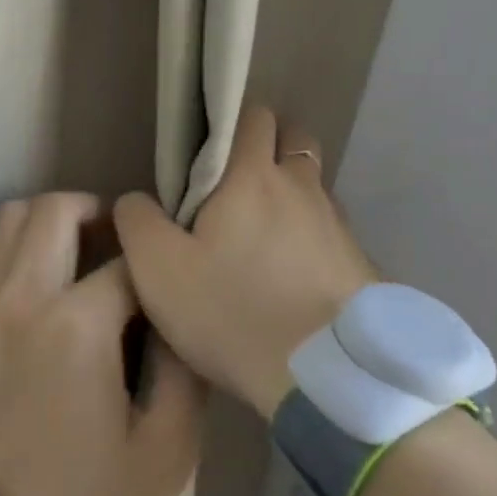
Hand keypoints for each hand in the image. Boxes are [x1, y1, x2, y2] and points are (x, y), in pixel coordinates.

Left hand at [0, 193, 204, 495]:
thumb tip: (181, 317)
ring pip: (8, 217)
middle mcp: (23, 296)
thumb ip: (185, 375)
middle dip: (96, 213)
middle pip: (58, 209)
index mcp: (79, 326)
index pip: (127, 260)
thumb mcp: (165, 455)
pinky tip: (15, 275)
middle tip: (112, 241)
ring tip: (65, 251)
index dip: (153, 261)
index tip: (160, 276)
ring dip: (44, 222)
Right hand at [112, 106, 379, 419]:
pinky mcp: (361, 264)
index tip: (203, 150)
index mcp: (254, 177)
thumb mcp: (157, 270)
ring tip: (260, 234)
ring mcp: (339, 225)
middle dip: (267, 146)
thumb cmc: (233, 312)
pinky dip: (310, 236)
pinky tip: (291, 273)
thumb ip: (138, 222)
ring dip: (290, 193)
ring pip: (313, 185)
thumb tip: (135, 200)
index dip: (229, 120)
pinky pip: (330, 230)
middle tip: (232, 184)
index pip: (253, 115)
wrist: (328, 380)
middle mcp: (303, 188)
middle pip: (294, 138)